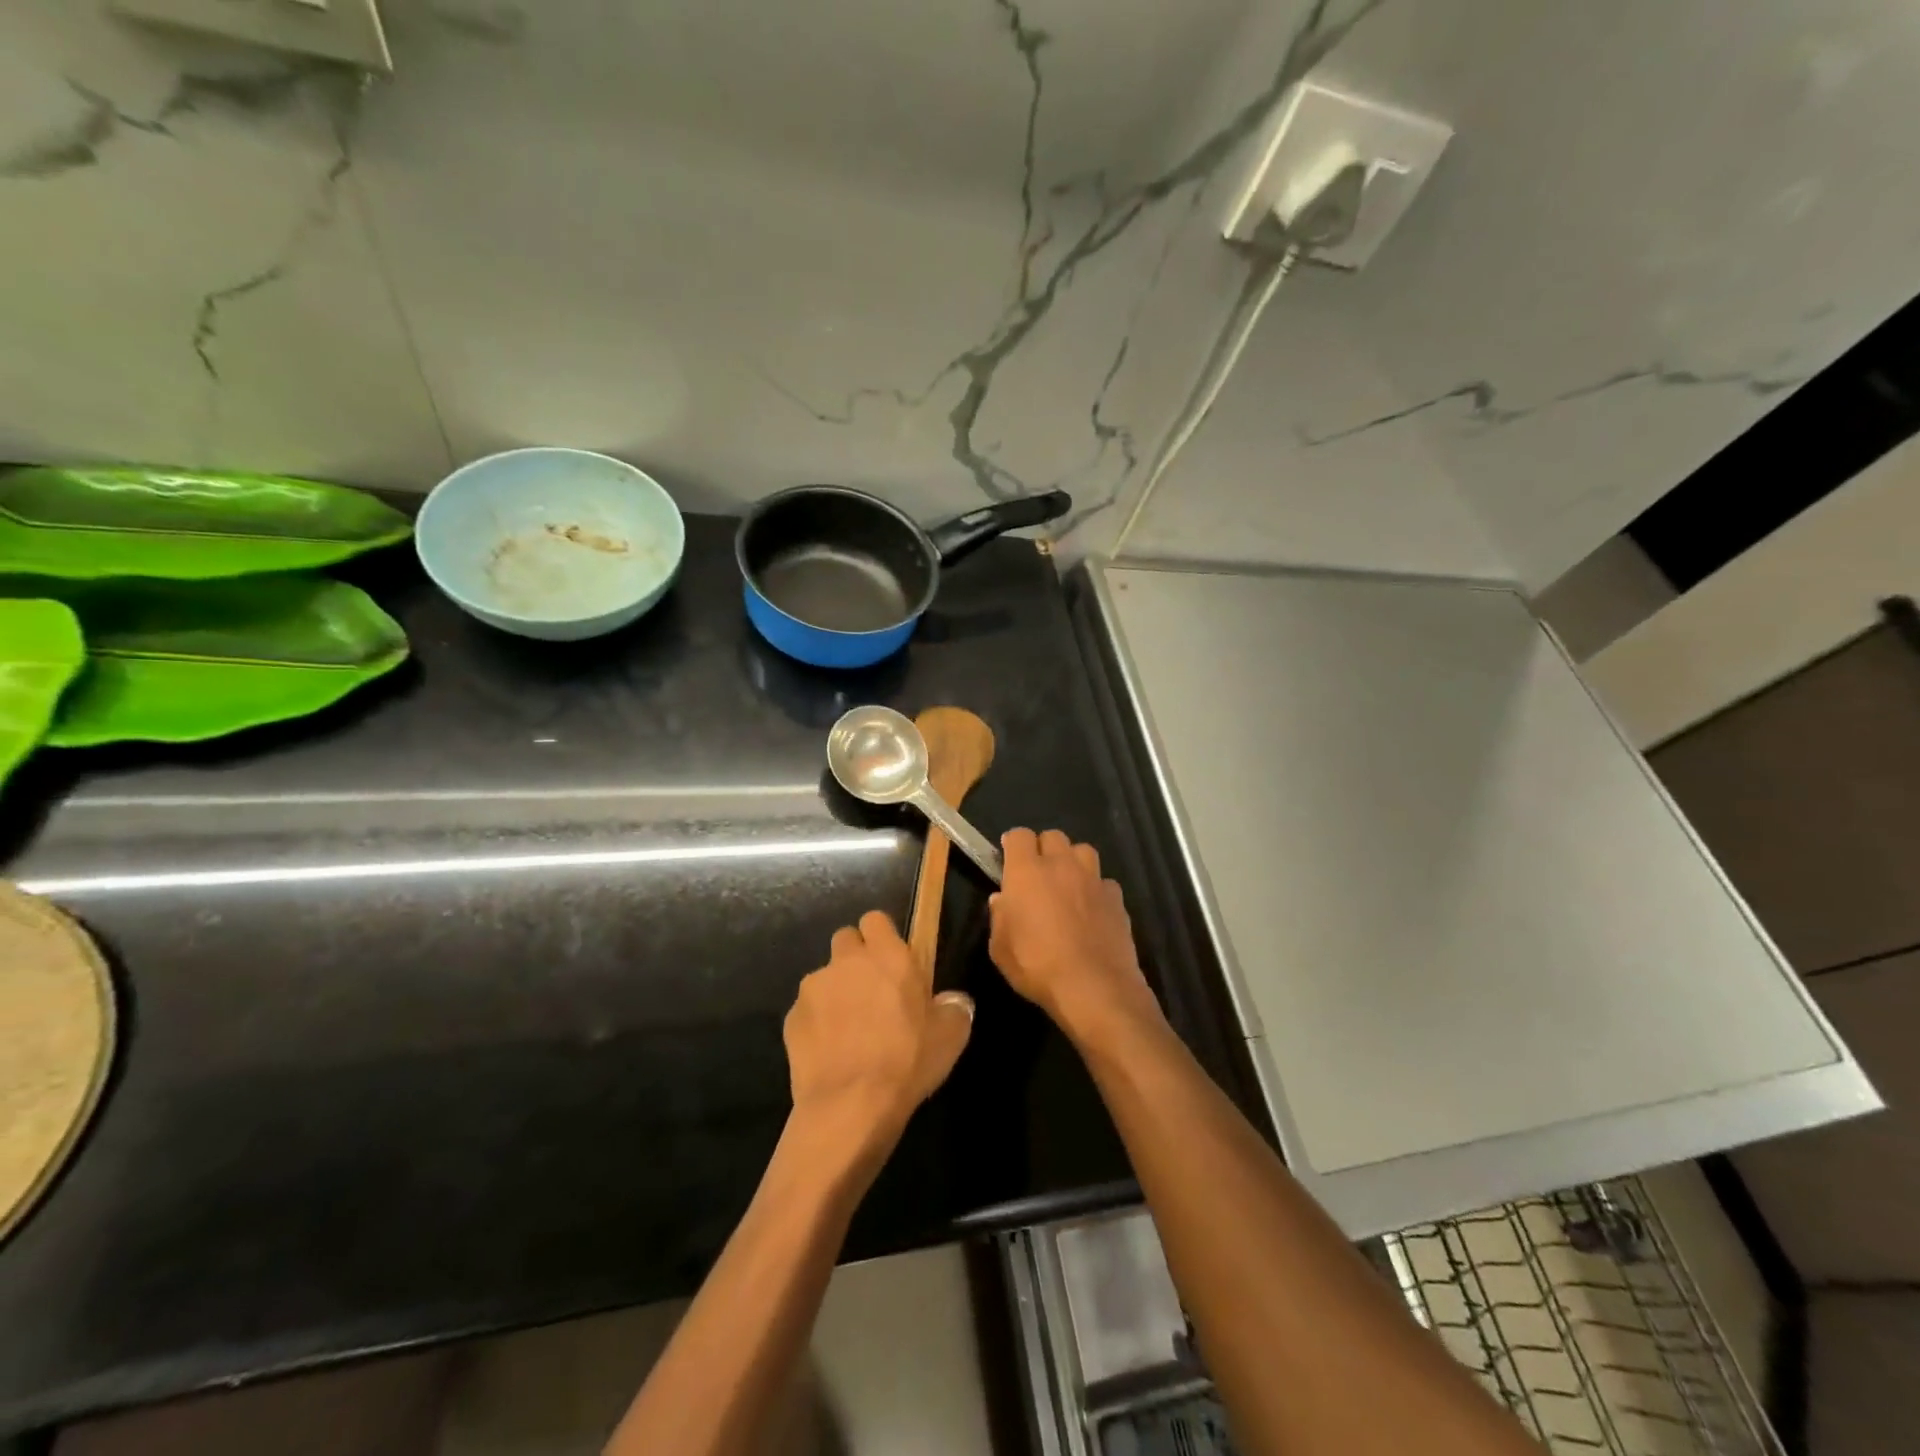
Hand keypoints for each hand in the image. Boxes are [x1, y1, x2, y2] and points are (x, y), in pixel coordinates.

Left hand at [784, 911, 974, 1167]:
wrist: (850, 1106)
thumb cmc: (906, 1062)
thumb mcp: (950, 1036)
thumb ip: (953, 1007)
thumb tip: (952, 1000)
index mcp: (887, 955)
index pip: (875, 919)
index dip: (882, 936)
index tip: (891, 961)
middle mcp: (846, 961)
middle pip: (846, 940)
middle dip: (856, 959)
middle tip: (872, 992)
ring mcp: (813, 988)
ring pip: (824, 977)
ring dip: (836, 992)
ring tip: (849, 1030)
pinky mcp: (790, 1018)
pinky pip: (807, 1010)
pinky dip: (816, 1023)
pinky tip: (830, 1052)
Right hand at [988, 829, 1162, 1045]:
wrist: (1094, 987)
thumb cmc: (1037, 966)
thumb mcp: (1000, 949)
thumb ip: (999, 918)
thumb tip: (1001, 900)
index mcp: (1027, 872)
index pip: (1019, 835)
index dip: (1013, 844)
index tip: (1008, 858)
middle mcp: (1061, 865)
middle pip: (1053, 836)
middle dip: (1043, 849)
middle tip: (1038, 874)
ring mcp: (1093, 879)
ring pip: (1083, 851)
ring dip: (1073, 862)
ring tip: (1068, 885)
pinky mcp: (1117, 898)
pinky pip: (1104, 882)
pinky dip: (1096, 889)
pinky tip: (1092, 910)